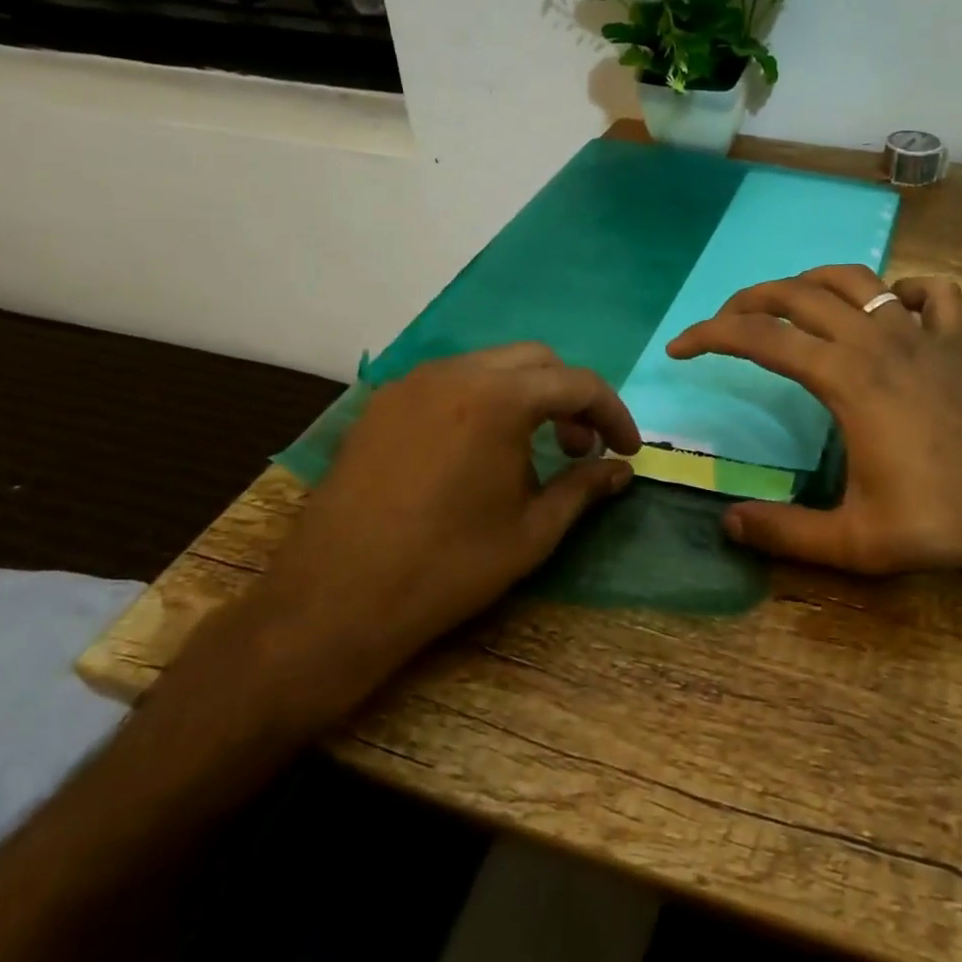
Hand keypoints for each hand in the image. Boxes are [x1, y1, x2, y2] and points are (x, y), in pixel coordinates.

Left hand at [207, 344, 639, 731]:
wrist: (334, 600)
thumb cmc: (447, 568)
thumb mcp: (531, 533)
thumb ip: (583, 489)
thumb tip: (621, 472)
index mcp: (498, 399)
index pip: (577, 384)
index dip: (613, 414)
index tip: (627, 449)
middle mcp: (455, 374)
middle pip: (536, 361)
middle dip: (570, 397)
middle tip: (581, 448)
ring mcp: (411, 385)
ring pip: (490, 366)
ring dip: (527, 396)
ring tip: (532, 451)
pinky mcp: (382, 406)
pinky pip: (450, 384)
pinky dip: (484, 402)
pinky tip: (479, 451)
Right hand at [667, 266, 961, 578]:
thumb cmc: (947, 516)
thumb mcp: (858, 541)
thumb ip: (786, 534)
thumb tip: (727, 524)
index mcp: (847, 378)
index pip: (762, 338)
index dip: (711, 335)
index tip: (680, 348)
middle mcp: (878, 340)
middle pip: (800, 294)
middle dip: (750, 301)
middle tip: (722, 324)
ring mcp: (921, 334)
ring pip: (857, 279)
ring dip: (812, 284)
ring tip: (786, 305)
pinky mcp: (957, 342)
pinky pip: (929, 294)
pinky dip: (901, 291)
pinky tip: (890, 309)